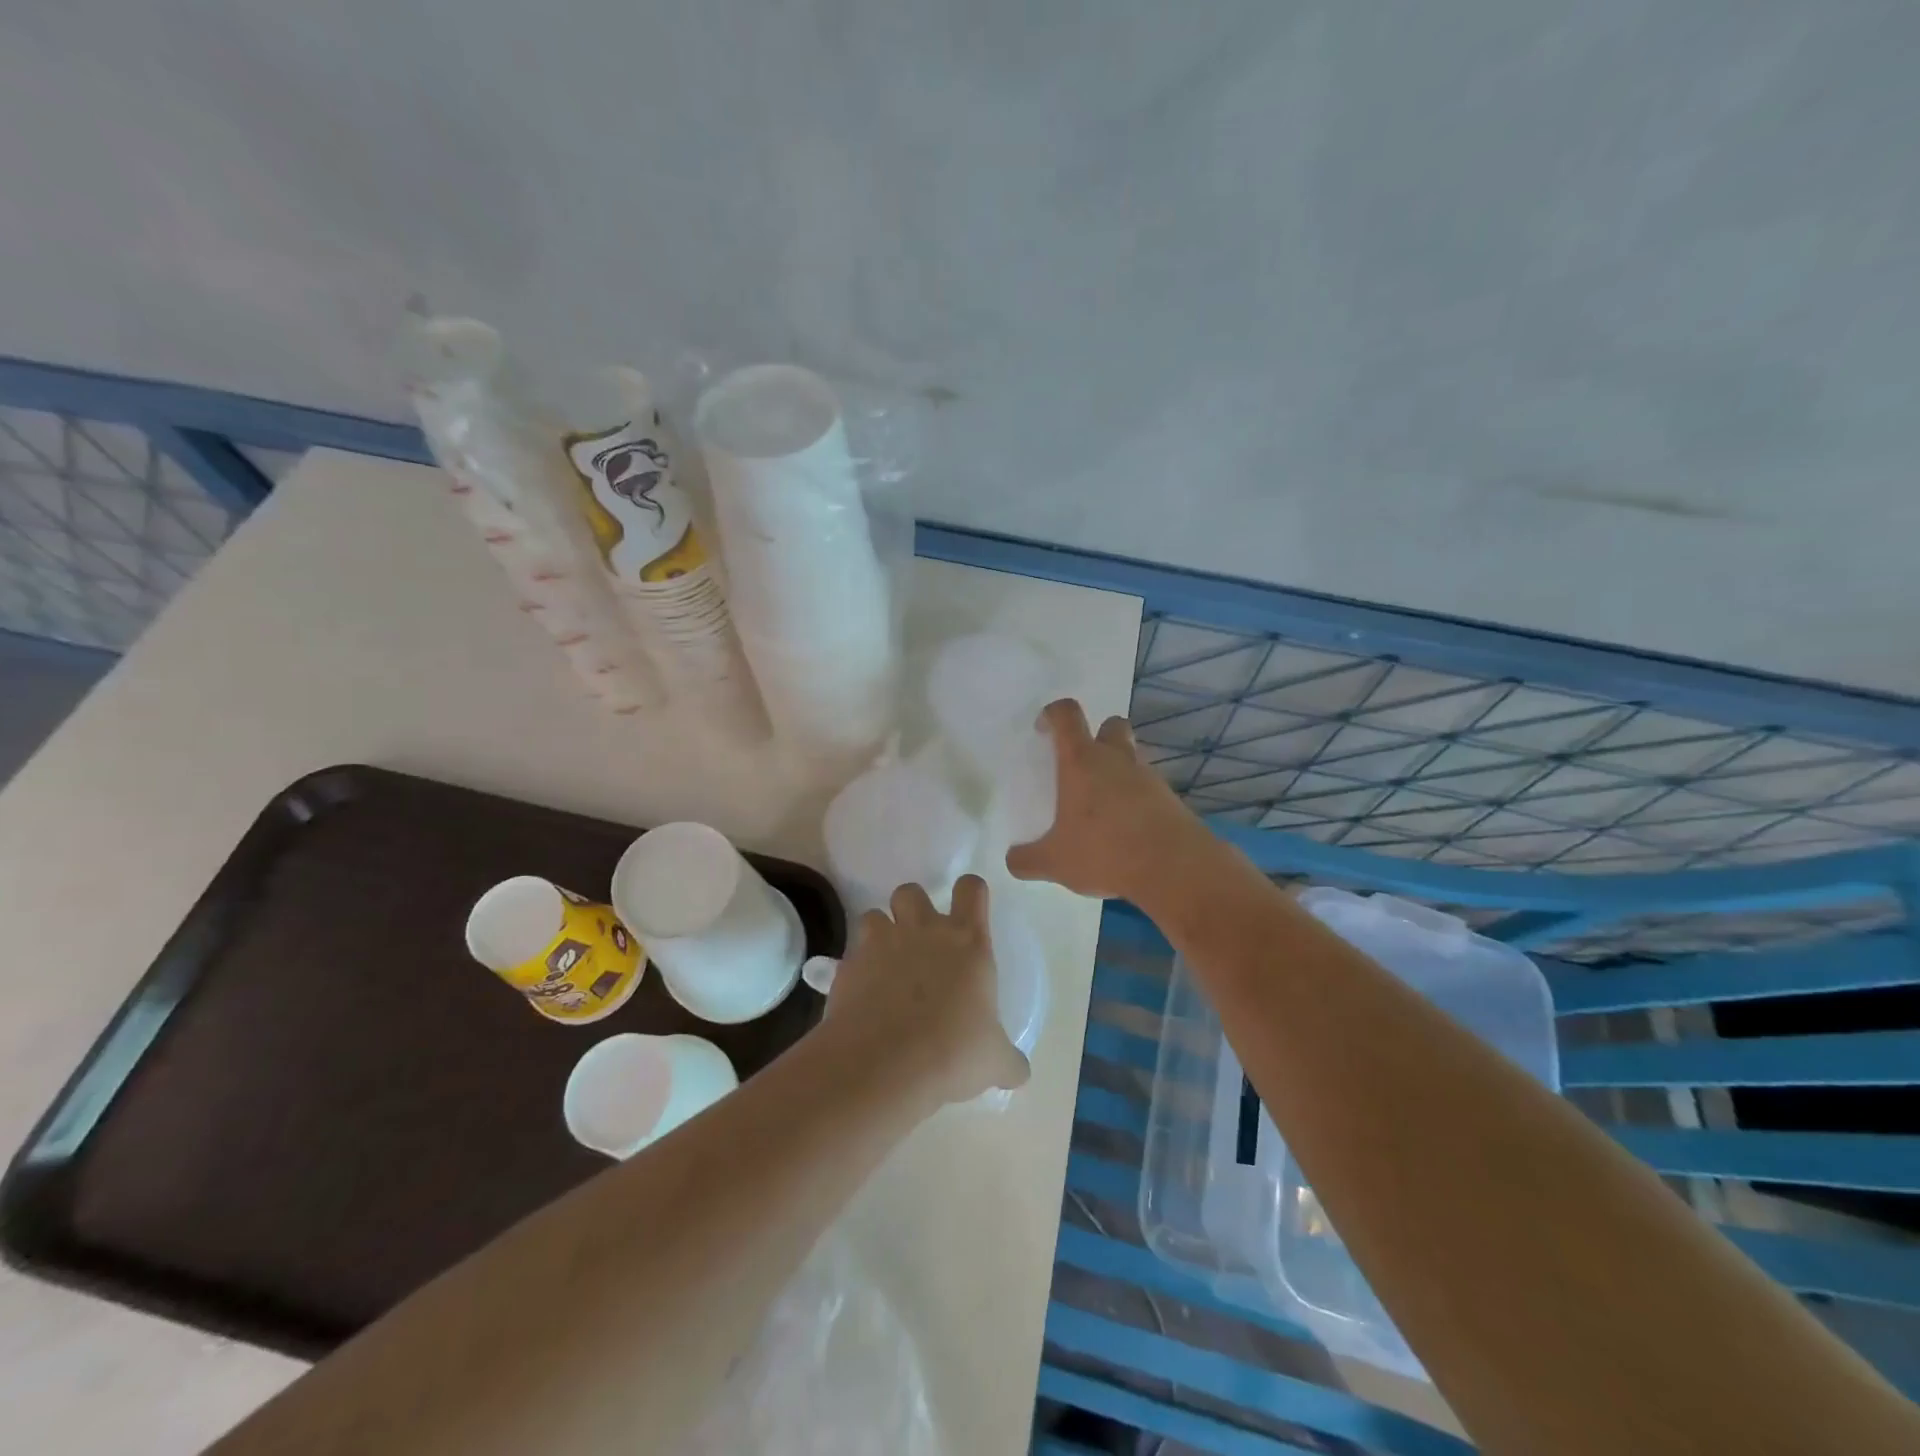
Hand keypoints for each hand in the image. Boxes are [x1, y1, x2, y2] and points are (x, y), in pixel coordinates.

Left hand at [821, 876, 1029, 1104]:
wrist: (884, 1067)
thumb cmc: (953, 1055)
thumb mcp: (996, 1063)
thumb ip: (1008, 1059)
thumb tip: (1018, 1071)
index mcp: (967, 942)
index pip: (971, 888)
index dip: (971, 893)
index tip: (971, 910)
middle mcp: (923, 931)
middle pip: (912, 891)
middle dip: (914, 907)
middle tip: (921, 940)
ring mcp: (880, 944)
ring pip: (874, 915)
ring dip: (881, 933)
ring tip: (886, 964)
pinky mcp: (847, 967)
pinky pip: (851, 955)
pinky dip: (857, 969)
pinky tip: (863, 999)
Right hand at [1006, 699, 1207, 901]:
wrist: (1175, 868)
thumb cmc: (1105, 852)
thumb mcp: (1055, 862)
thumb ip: (1028, 859)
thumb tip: (1013, 860)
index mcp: (1082, 762)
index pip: (1066, 715)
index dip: (1052, 714)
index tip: (1043, 731)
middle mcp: (1116, 760)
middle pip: (1111, 725)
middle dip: (1097, 736)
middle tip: (1081, 766)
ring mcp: (1148, 777)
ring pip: (1132, 758)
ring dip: (1118, 771)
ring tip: (1102, 808)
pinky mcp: (1171, 799)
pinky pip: (1149, 788)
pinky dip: (1136, 800)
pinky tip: (1127, 830)